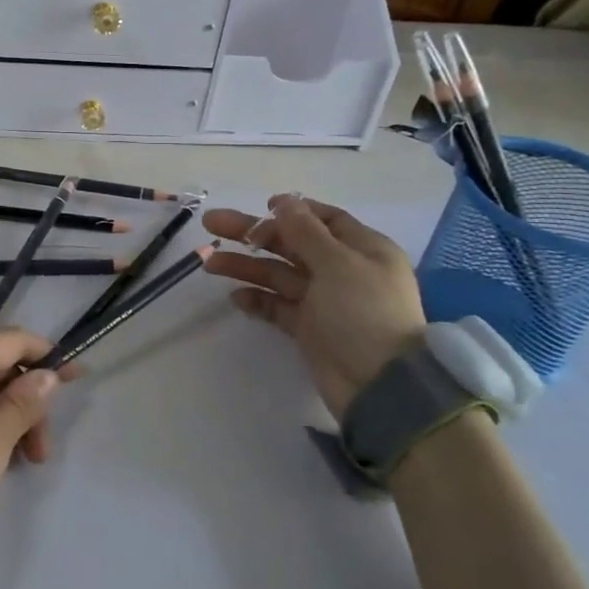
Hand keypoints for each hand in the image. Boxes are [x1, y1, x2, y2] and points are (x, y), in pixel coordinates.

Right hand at [203, 195, 424, 417]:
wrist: (379, 386)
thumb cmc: (363, 313)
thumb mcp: (337, 264)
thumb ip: (306, 232)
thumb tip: (284, 202)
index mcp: (362, 249)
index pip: (325, 219)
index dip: (293, 211)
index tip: (261, 206)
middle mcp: (343, 270)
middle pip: (292, 244)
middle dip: (253, 234)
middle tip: (212, 225)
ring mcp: (324, 301)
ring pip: (278, 274)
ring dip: (246, 266)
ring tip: (210, 264)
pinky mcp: (309, 328)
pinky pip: (277, 306)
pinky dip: (257, 300)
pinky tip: (235, 298)